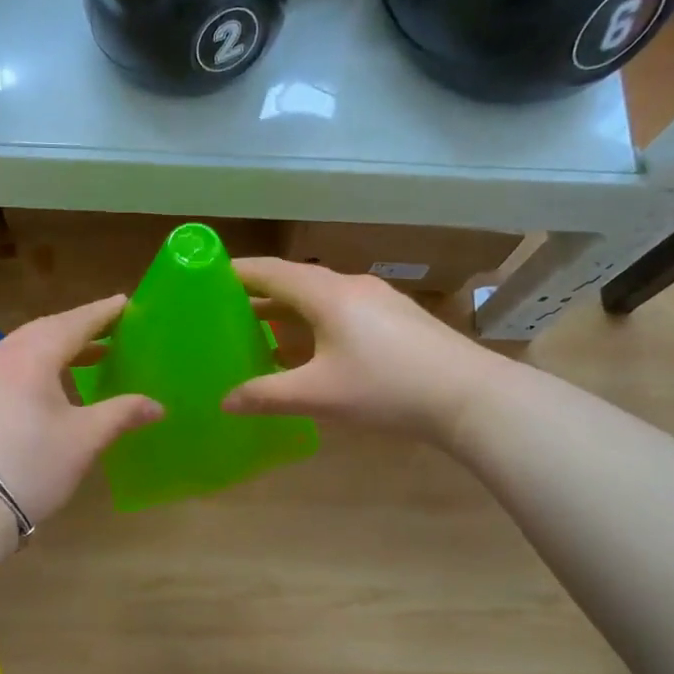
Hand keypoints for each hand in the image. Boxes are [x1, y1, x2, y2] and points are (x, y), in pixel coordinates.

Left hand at [0, 294, 162, 524]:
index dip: (101, 314)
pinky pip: (2, 369)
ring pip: (20, 350)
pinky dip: (29, 369)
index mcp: (28, 356)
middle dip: (78, 331)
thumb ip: (122, 413)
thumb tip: (156, 406)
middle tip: (109, 332)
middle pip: (43, 332)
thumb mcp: (84, 439)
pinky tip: (44, 388)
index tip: (124, 303)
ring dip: (53, 351)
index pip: (73, 324)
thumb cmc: (32, 466)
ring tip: (84, 360)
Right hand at [223, 258, 495, 443]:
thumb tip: (224, 402)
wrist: (469, 395)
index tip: (205, 276)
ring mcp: (378, 300)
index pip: (270, 271)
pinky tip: (309, 350)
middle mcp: (350, 286)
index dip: (236, 272)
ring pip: (319, 298)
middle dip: (258, 294)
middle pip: (294, 282)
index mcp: (326, 294)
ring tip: (258, 330)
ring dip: (288, 311)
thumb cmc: (385, 387)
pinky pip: (341, 311)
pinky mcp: (396, 319)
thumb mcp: (318, 395)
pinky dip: (314, 323)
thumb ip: (266, 396)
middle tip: (224, 310)